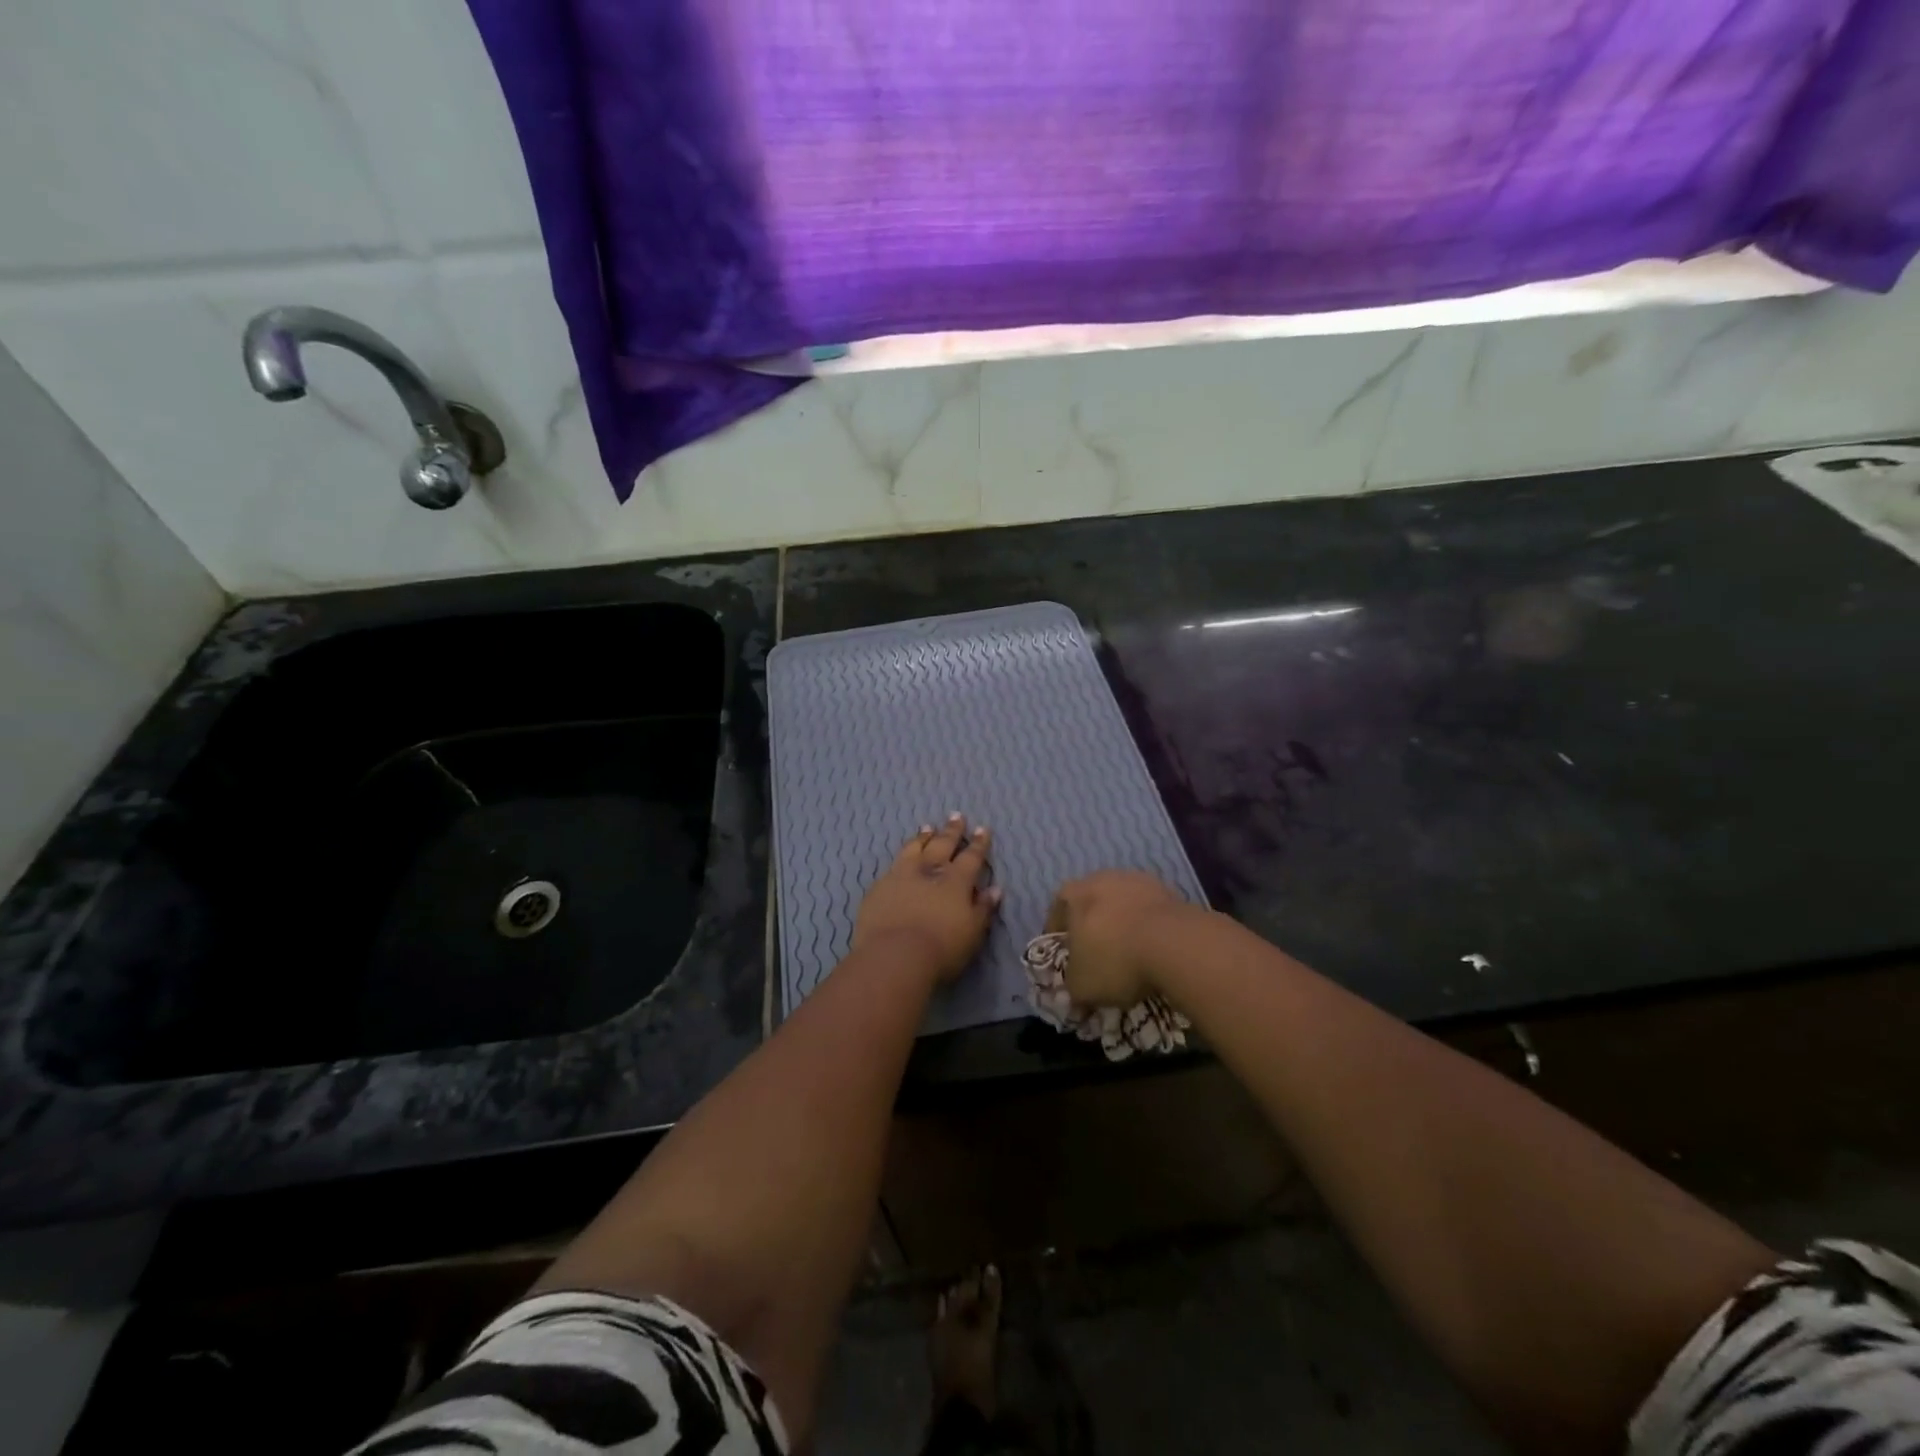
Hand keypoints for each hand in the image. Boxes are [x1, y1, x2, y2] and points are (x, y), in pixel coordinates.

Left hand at [853, 814, 1001, 983]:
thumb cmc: (941, 948)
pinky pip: (893, 866)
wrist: (894, 956)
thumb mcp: (973, 932)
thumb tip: (995, 889)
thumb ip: (983, 908)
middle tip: (956, 816)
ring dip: (923, 837)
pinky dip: (901, 858)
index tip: (982, 829)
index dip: (978, 843)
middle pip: (942, 845)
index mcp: (956, 881)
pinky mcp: (879, 888)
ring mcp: (901, 876)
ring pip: (914, 849)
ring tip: (927, 828)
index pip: (971, 857)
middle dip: (952, 831)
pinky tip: (900, 858)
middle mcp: (929, 871)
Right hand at [1047, 870, 1199, 1005]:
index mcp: (1073, 894)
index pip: (1058, 913)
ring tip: (1131, 957)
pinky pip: (1150, 913)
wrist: (1174, 944)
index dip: (1060, 937)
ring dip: (1124, 927)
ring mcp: (1137, 881)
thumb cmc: (1114, 959)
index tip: (1066, 958)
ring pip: (1123, 906)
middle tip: (1099, 958)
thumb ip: (1073, 990)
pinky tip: (1155, 952)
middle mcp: (1102, 878)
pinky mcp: (1168, 891)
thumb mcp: (1082, 987)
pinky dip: (1150, 930)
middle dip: (1093, 929)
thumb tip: (1077, 999)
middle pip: (1092, 905)